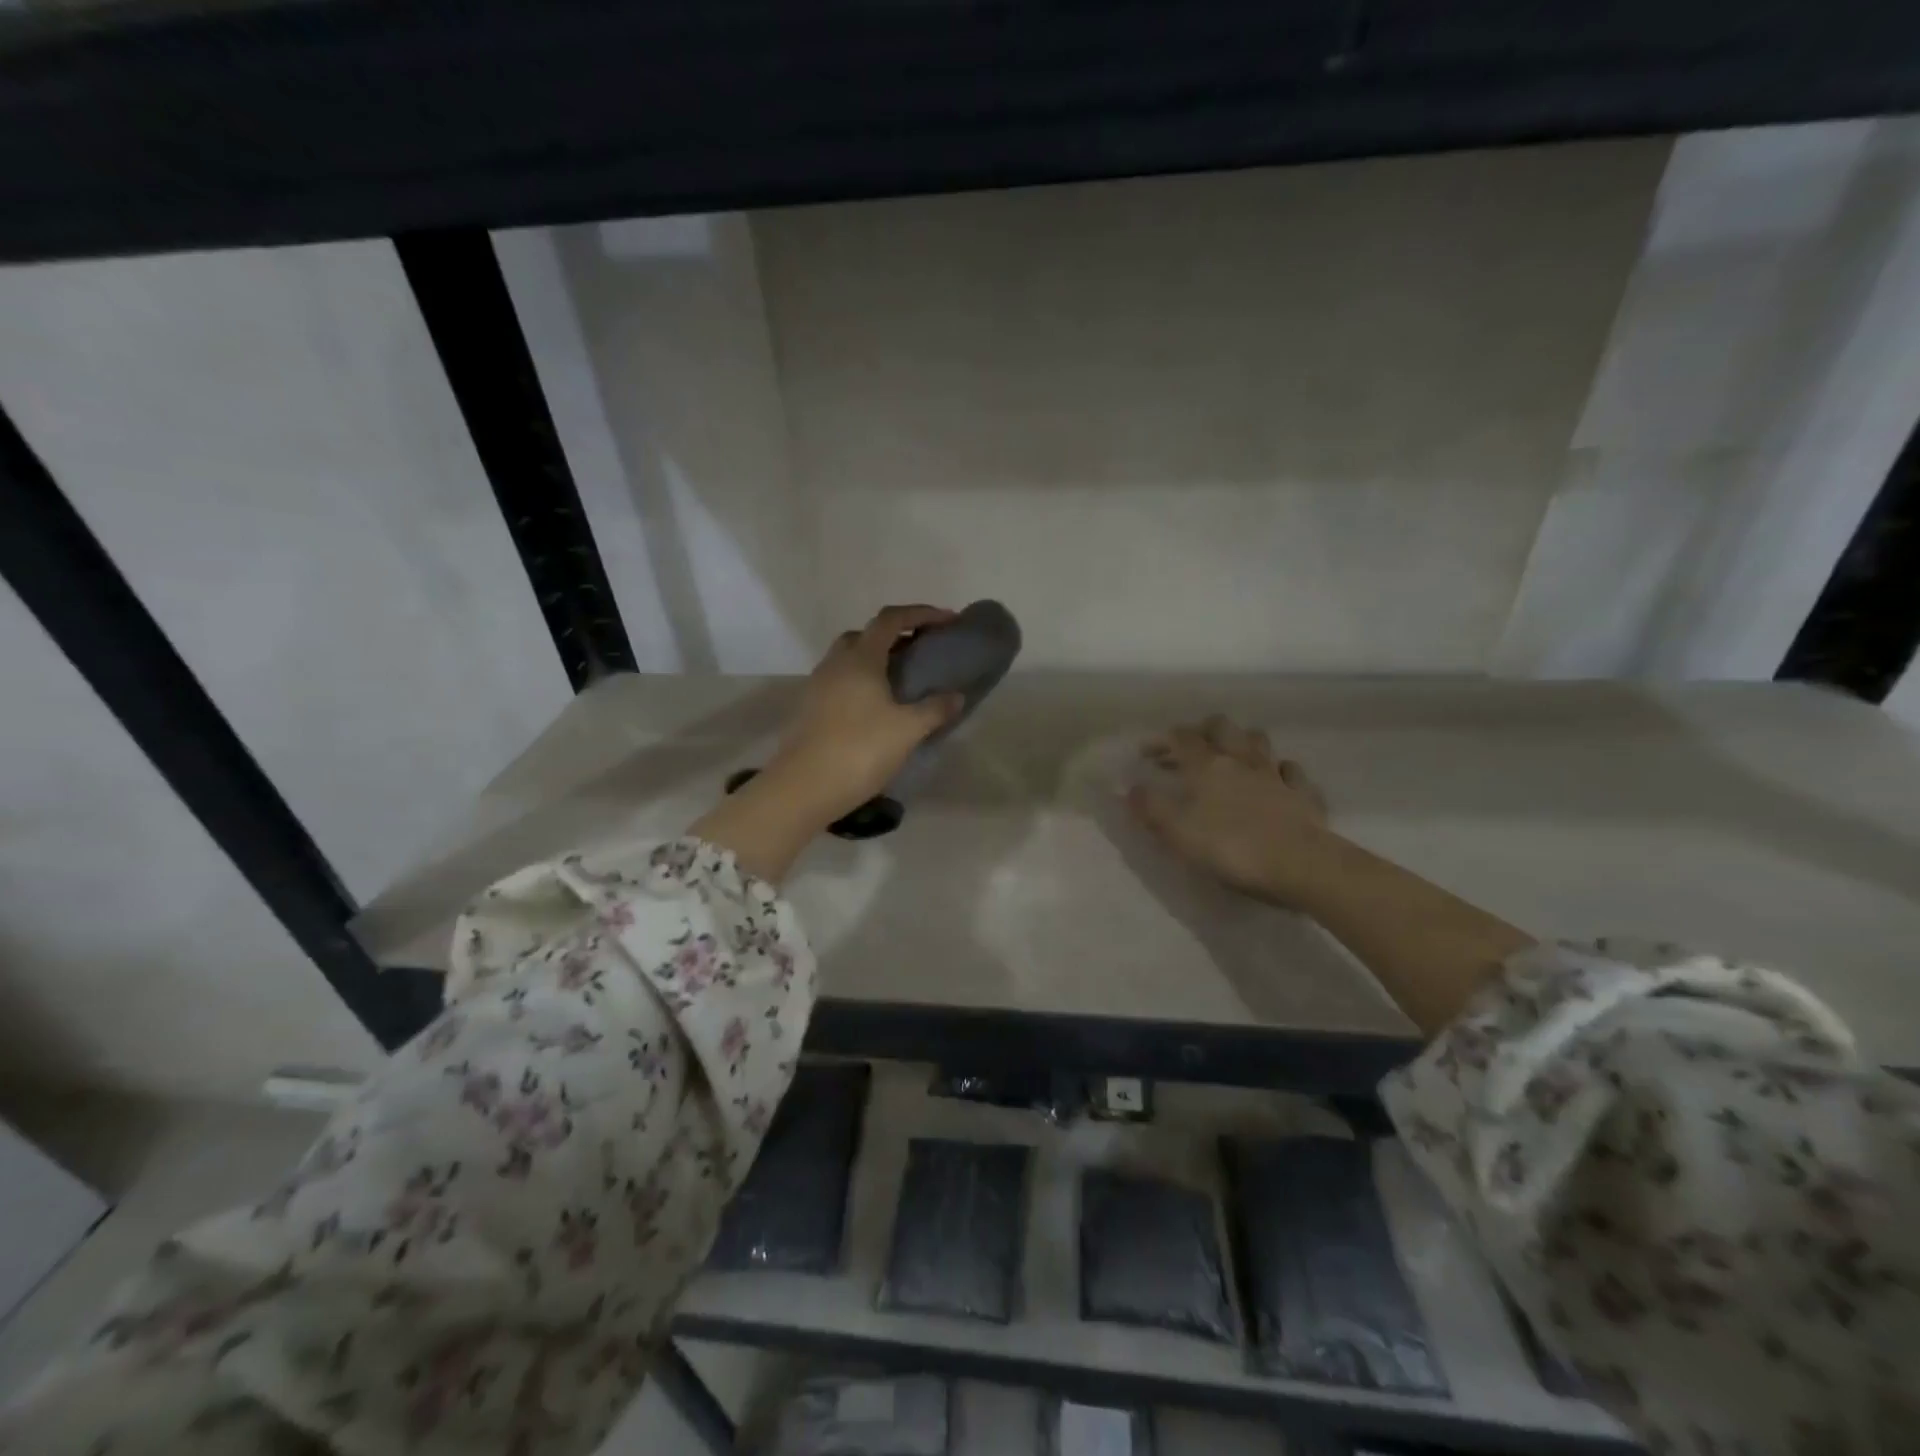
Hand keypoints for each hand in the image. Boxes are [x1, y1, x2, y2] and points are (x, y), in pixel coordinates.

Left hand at [766, 604, 965, 821]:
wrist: (803, 788)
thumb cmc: (860, 750)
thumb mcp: (907, 730)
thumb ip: (935, 709)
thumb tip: (956, 696)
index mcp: (860, 658)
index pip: (891, 619)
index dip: (921, 614)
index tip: (948, 621)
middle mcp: (835, 663)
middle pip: (866, 635)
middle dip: (896, 636)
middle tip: (921, 651)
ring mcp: (817, 686)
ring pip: (849, 659)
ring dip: (876, 660)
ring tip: (902, 681)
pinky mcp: (809, 709)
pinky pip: (840, 682)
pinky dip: (862, 682)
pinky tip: (877, 708)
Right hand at [1128, 715, 1336, 905]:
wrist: (1300, 865)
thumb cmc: (1230, 847)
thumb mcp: (1177, 833)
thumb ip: (1150, 808)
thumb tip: (1129, 788)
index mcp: (1207, 766)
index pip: (1182, 737)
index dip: (1162, 740)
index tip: (1147, 753)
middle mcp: (1241, 760)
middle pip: (1222, 727)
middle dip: (1203, 730)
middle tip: (1190, 748)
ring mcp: (1276, 775)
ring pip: (1259, 742)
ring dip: (1242, 743)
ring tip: (1231, 758)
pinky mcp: (1303, 795)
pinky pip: (1291, 771)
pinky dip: (1279, 771)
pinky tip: (1274, 782)